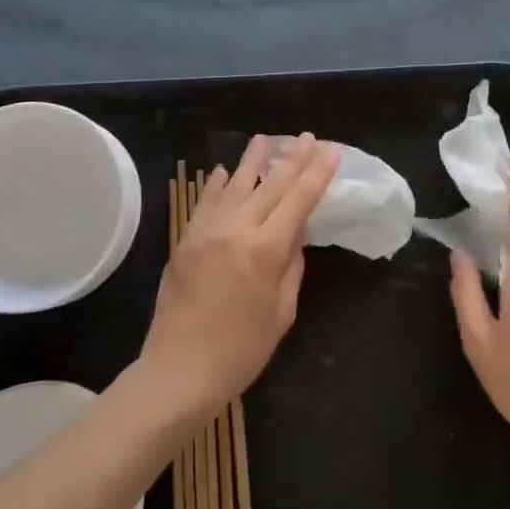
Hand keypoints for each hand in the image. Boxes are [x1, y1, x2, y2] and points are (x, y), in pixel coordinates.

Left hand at [140, 133, 340, 421]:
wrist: (179, 371)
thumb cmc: (241, 351)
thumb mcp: (281, 312)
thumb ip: (291, 266)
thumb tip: (295, 234)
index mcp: (266, 250)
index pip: (299, 200)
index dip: (317, 173)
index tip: (331, 150)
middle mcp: (236, 230)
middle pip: (270, 185)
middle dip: (292, 159)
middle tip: (307, 137)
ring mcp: (206, 232)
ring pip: (235, 186)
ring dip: (252, 160)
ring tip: (264, 139)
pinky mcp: (184, 241)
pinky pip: (205, 203)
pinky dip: (217, 185)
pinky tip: (225, 171)